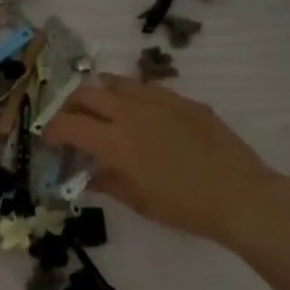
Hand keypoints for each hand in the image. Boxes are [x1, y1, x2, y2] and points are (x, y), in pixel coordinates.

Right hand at [42, 75, 282, 247]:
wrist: (240, 195)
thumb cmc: (184, 207)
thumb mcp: (138, 201)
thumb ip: (106, 182)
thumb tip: (86, 175)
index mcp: (115, 141)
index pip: (67, 124)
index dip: (51, 131)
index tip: (49, 141)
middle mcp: (132, 112)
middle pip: (85, 93)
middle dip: (69, 107)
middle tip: (71, 125)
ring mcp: (160, 100)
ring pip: (116, 82)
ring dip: (99, 95)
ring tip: (101, 113)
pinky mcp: (184, 100)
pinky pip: (147, 88)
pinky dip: (131, 97)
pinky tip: (139, 116)